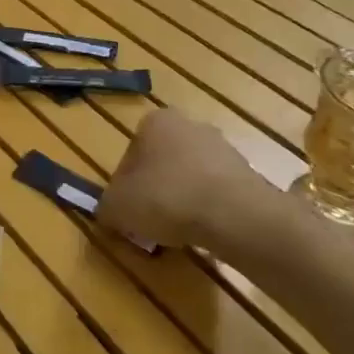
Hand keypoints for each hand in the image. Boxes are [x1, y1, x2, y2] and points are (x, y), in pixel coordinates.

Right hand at [99, 109, 288, 259]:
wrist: (234, 215)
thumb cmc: (165, 198)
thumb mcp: (116, 207)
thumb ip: (106, 207)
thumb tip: (111, 213)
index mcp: (155, 122)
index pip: (129, 155)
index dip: (124, 186)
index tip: (127, 210)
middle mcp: (190, 125)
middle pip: (161, 163)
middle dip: (154, 190)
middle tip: (148, 221)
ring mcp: (223, 147)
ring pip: (189, 178)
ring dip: (180, 200)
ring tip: (176, 231)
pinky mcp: (247, 173)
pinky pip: (214, 192)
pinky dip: (206, 209)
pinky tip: (202, 230)